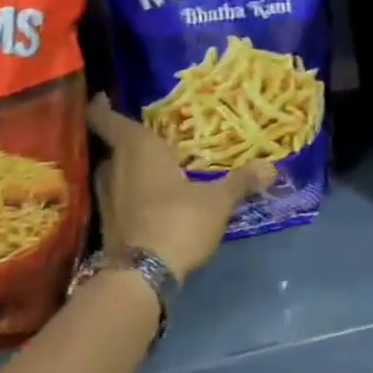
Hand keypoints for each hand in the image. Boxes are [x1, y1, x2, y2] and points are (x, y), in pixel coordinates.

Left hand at [87, 95, 275, 281]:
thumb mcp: (216, 201)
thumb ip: (240, 182)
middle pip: (111, 146)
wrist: (142, 276)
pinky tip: (148, 197)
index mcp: (136, 149)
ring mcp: (106, 199)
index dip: (101, 106)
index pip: (106, 119)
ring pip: (113, 173)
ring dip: (127, 168)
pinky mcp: (107, 225)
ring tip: (151, 164)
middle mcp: (114, 168)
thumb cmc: (178, 221)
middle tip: (150, 134)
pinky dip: (129, 193)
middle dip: (126, 140)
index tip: (103, 96)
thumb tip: (271, 167)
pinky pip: (117, 197)